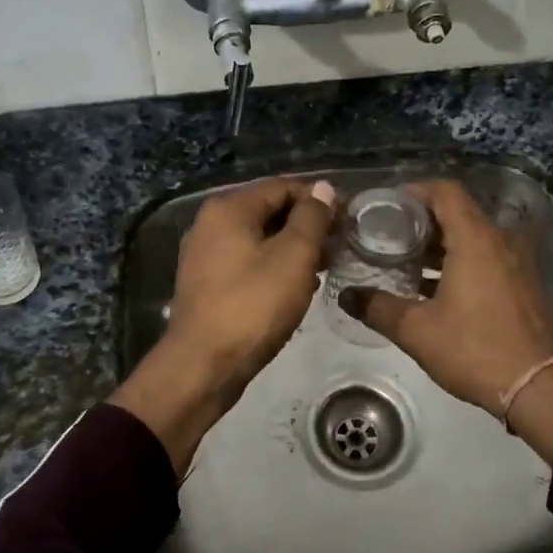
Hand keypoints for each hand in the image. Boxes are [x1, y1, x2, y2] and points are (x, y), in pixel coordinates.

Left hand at [112, 177, 336, 473]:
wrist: (203, 366)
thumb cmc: (253, 306)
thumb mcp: (293, 257)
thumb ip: (312, 218)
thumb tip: (323, 188)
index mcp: (228, 208)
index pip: (283, 186)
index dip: (320, 199)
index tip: (349, 221)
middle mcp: (211, 224)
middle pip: (269, 211)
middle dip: (308, 225)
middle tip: (341, 246)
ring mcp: (205, 255)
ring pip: (260, 239)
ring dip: (294, 248)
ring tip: (326, 267)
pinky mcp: (208, 284)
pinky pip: (248, 262)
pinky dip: (274, 267)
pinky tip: (298, 287)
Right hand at [343, 180, 552, 462]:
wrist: (538, 387)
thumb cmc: (474, 349)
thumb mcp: (416, 330)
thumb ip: (378, 308)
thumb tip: (346, 296)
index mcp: (475, 239)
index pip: (445, 192)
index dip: (415, 191)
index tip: (388, 205)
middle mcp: (500, 240)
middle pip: (459, 213)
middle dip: (423, 222)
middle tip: (390, 236)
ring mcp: (517, 262)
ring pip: (474, 238)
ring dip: (442, 245)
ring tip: (407, 263)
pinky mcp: (524, 285)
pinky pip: (488, 258)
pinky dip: (462, 262)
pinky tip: (437, 289)